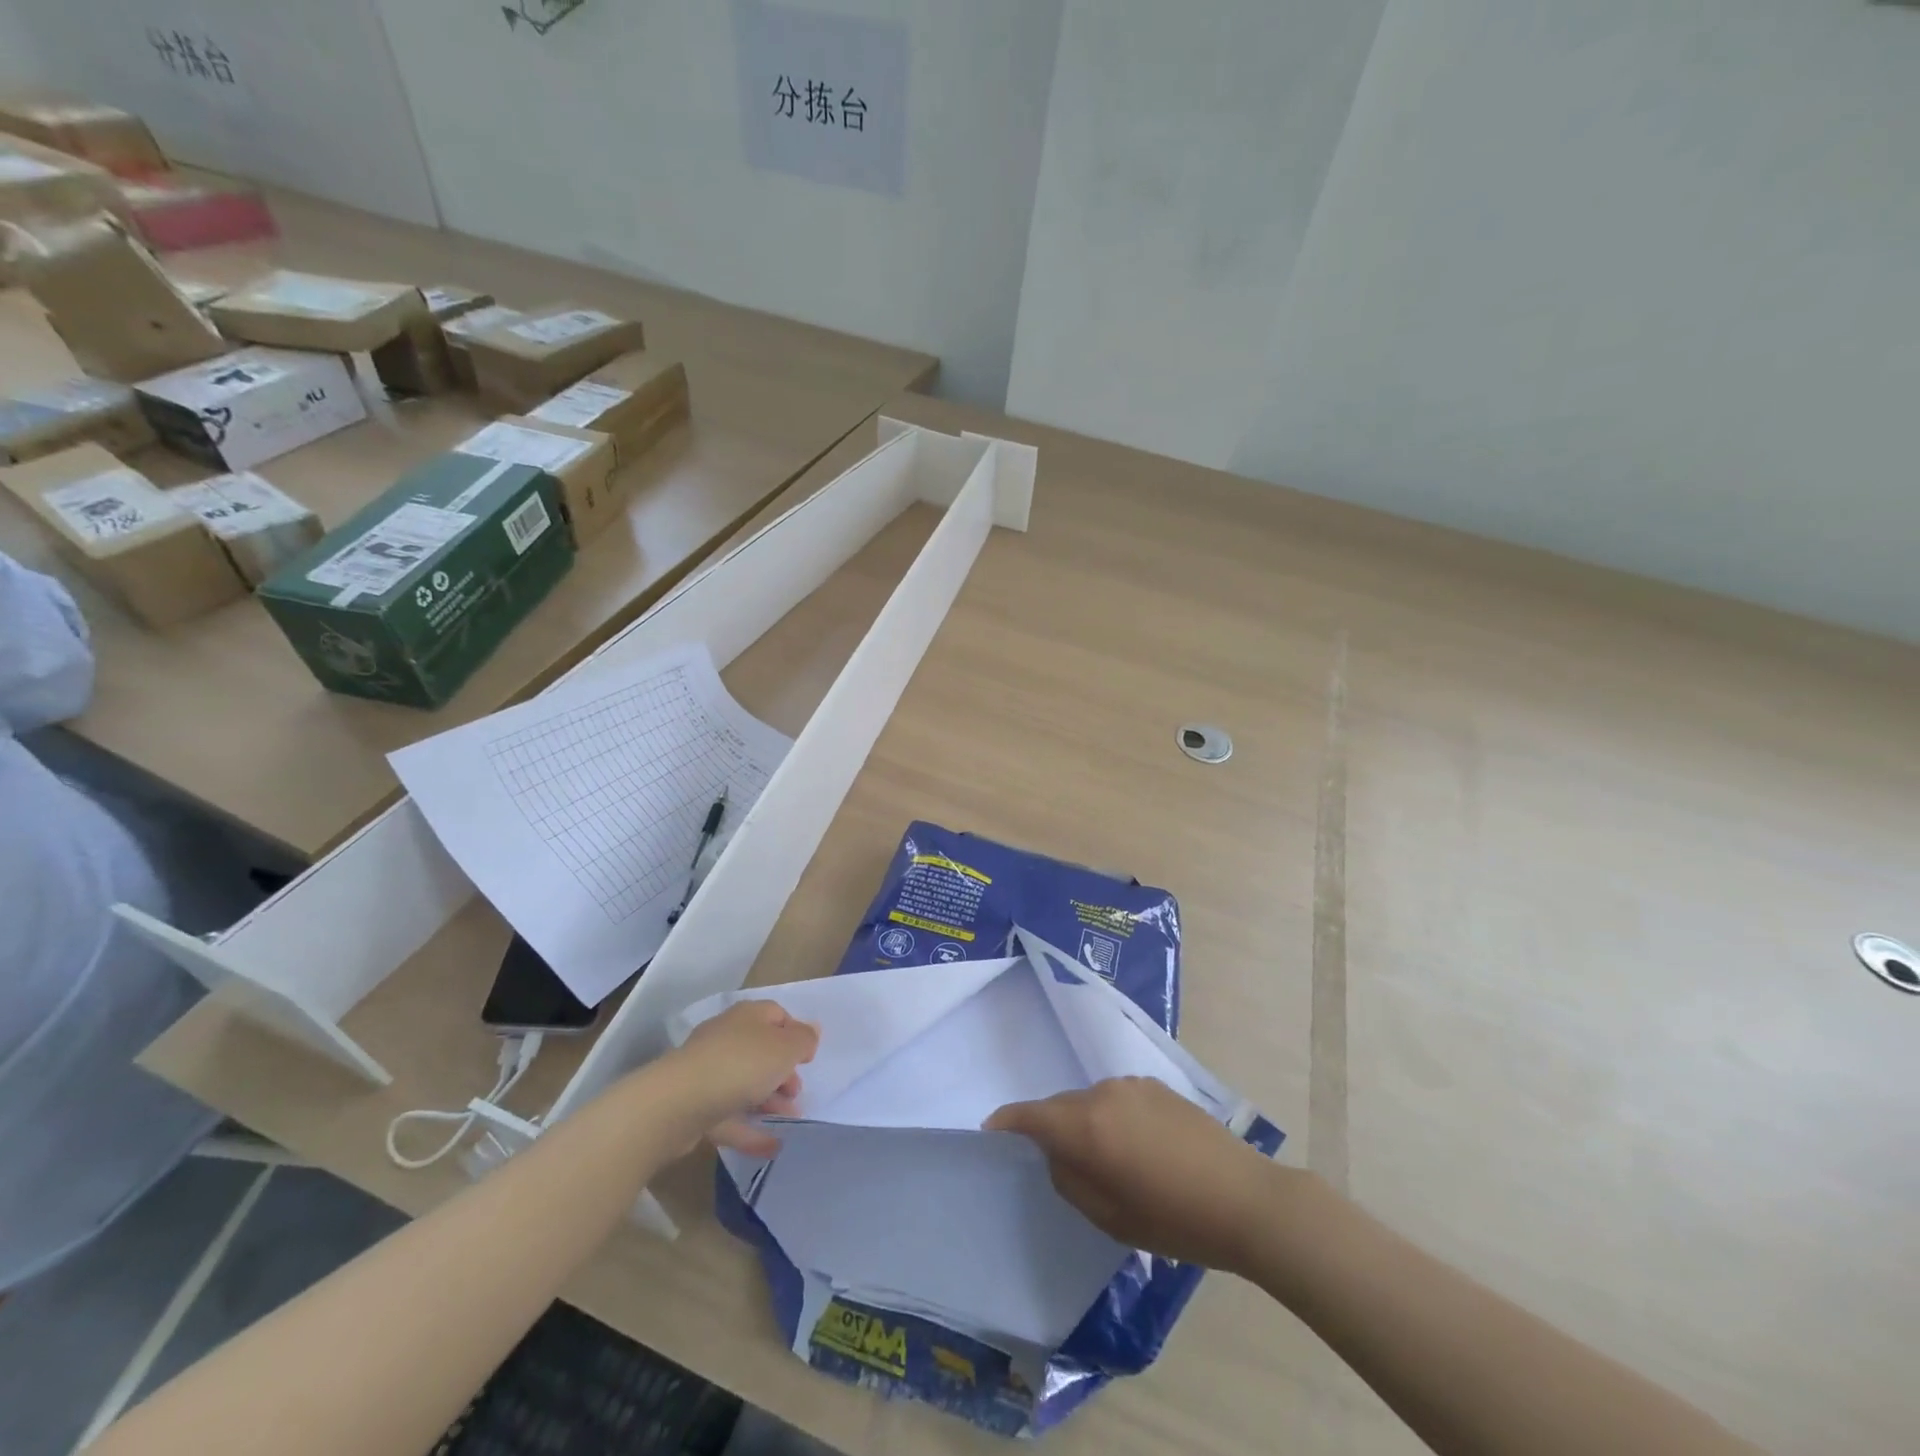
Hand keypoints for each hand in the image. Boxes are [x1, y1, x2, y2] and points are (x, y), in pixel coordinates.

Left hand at [658, 1000, 817, 1157]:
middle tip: (797, 1093)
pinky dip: (751, 1130)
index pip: (777, 1015)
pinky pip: (730, 1116)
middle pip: (760, 1051)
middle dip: (783, 1072)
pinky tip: (773, 1146)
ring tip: (791, 1120)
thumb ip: (803, 1040)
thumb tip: (811, 1031)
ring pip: (745, 1085)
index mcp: (747, 1017)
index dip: (796, 1033)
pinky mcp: (696, 1108)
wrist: (676, 1104)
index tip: (808, 1059)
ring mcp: (708, 1074)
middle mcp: (726, 1039)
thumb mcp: (784, 1048)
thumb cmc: (740, 1065)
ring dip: (770, 1101)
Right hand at [986, 1077, 1283, 1272]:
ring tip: (1105, 1159)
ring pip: (1089, 1101)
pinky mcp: (1157, 1087)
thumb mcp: (1110, 1217)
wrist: (1245, 1198)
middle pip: (1060, 1106)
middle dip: (1049, 1128)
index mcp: (1087, 1126)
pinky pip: (1117, 1098)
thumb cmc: (1174, 1219)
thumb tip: (1056, 1154)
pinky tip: (1136, 1147)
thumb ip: (1070, 1180)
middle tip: (1057, 1162)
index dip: (1007, 1122)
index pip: (1031, 1115)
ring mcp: (1132, 1086)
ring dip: (1084, 1123)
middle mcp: (1103, 1094)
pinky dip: (1112, 1117)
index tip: (991, 1131)